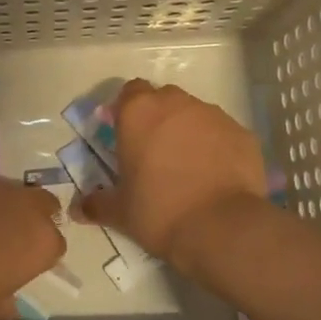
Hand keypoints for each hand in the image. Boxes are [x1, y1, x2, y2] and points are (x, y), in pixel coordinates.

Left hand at [0, 168, 64, 319]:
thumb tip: (7, 312)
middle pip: (40, 204)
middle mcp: (24, 204)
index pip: (54, 244)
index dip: (36, 254)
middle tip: (3, 238)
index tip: (18, 265)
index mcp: (41, 241)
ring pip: (4, 190)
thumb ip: (3, 303)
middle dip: (27, 217)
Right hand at [73, 79, 266, 275]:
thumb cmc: (159, 211)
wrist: (222, 227)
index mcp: (139, 113)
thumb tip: (78, 209)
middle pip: (163, 99)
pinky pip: (222, 133)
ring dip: (187, 131)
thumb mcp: (121, 212)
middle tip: (154, 152)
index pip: (129, 92)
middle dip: (157, 118)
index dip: (126, 110)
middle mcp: (176, 104)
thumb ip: (97, 204)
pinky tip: (214, 175)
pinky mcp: (242, 133)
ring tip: (187, 166)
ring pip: (194, 114)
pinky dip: (216, 146)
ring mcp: (213, 115)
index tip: (125, 134)